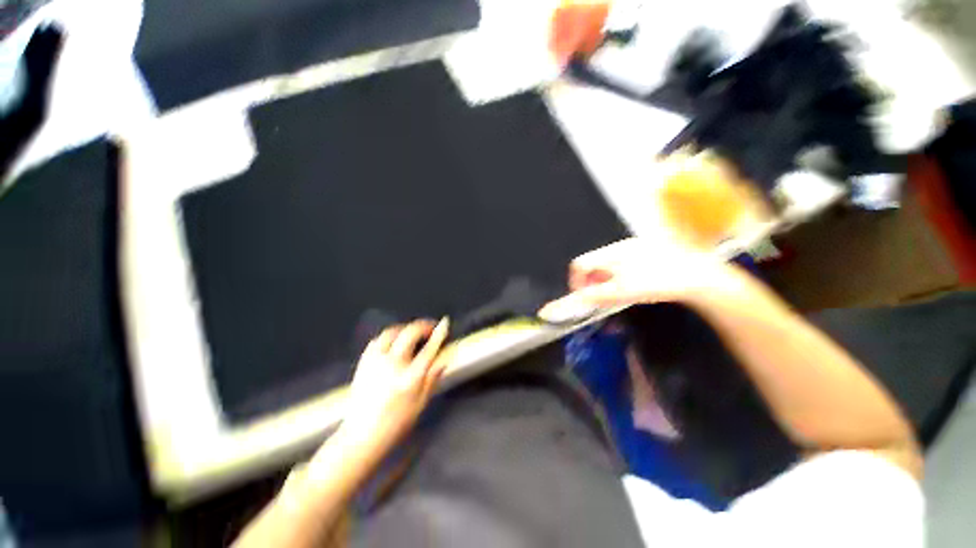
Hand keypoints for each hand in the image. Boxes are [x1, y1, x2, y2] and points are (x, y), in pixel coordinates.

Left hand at [338, 318, 449, 453]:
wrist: (361, 436)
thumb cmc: (396, 423)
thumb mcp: (421, 403)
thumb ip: (433, 378)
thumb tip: (445, 358)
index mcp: (409, 377)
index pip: (429, 349)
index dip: (439, 333)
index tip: (445, 323)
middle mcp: (392, 364)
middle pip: (409, 333)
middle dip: (423, 326)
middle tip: (430, 328)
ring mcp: (375, 362)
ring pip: (391, 333)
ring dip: (405, 328)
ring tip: (413, 332)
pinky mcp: (364, 363)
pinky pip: (377, 341)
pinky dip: (389, 336)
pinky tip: (393, 341)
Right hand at [539, 236, 728, 317]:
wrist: (696, 275)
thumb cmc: (656, 283)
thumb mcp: (622, 292)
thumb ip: (595, 295)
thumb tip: (578, 298)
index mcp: (610, 253)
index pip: (579, 264)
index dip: (575, 281)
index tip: (582, 296)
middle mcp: (618, 246)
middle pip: (592, 263)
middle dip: (590, 281)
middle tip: (599, 297)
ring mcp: (632, 247)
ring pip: (606, 263)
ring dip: (603, 279)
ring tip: (615, 293)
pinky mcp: (645, 251)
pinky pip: (620, 262)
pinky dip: (617, 275)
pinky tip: (630, 284)